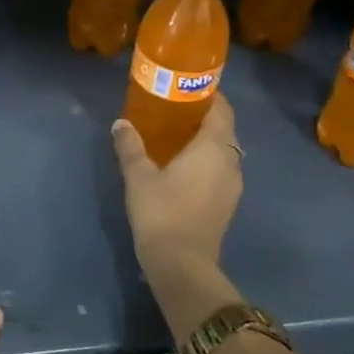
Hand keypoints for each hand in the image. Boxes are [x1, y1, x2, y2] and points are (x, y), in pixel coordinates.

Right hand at [112, 94, 242, 275]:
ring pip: (224, 153)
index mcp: (213, 148)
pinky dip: (207, 163)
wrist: (182, 264)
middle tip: (175, 111)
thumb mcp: (139, 175)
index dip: (211, 96)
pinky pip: (220, 171)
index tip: (188, 89)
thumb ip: (130, 146)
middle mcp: (230, 163)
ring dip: (206, 143)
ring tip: (176, 138)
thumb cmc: (162, 211)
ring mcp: (232, 186)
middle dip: (205, 118)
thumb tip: (121, 124)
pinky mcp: (227, 205)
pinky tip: (182, 168)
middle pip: (224, 131)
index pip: (222, 111)